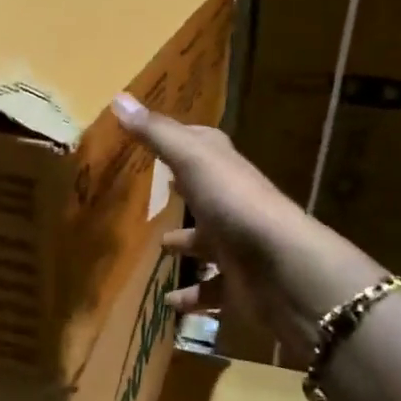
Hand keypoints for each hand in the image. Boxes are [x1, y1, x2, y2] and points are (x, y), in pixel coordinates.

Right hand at [111, 94, 383, 362]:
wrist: (282, 269)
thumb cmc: (235, 206)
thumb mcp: (193, 161)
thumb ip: (157, 134)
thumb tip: (118, 98)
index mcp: (225, 172)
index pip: (206, 148)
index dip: (184, 141)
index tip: (158, 140)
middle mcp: (234, 206)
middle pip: (207, 196)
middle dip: (185, 195)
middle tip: (158, 195)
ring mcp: (239, 247)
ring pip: (209, 244)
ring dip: (187, 245)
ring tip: (160, 247)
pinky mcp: (239, 286)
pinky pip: (211, 290)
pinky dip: (192, 296)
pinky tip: (170, 303)